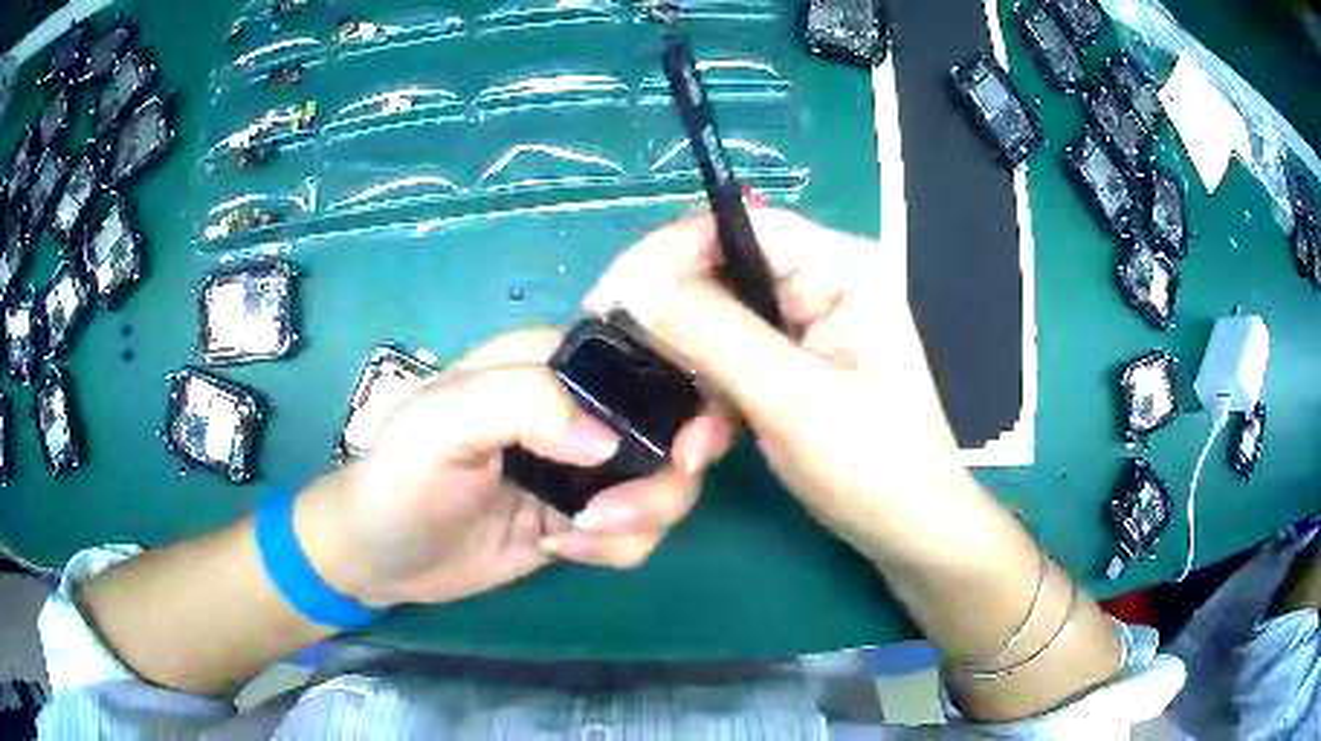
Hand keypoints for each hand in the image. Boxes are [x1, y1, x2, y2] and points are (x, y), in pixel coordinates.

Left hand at [294, 330, 732, 608]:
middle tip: (617, 511)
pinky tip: (564, 550)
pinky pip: (641, 530)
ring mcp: (587, 468)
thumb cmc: (401, 477)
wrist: (382, 557)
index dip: (682, 394)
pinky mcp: (586, 517)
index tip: (688, 448)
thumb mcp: (441, 423)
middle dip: (668, 474)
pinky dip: (619, 547)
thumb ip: (521, 403)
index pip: (642, 357)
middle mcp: (579, 410)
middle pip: (671, 427)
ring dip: (641, 518)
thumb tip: (609, 441)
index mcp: (549, 366)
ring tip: (577, 536)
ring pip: (666, 484)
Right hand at [584, 209, 972, 565]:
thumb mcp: (791, 399)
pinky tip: (706, 442)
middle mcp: (821, 279)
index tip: (608, 304)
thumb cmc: (872, 467)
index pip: (734, 224)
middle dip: (672, 325)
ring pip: (716, 319)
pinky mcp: (792, 361)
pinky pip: (729, 357)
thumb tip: (631, 283)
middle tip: (623, 371)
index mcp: (840, 266)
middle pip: (719, 270)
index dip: (665, 254)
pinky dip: (709, 397)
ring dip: (689, 373)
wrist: (908, 531)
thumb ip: (711, 334)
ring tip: (683, 433)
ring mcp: (806, 321)